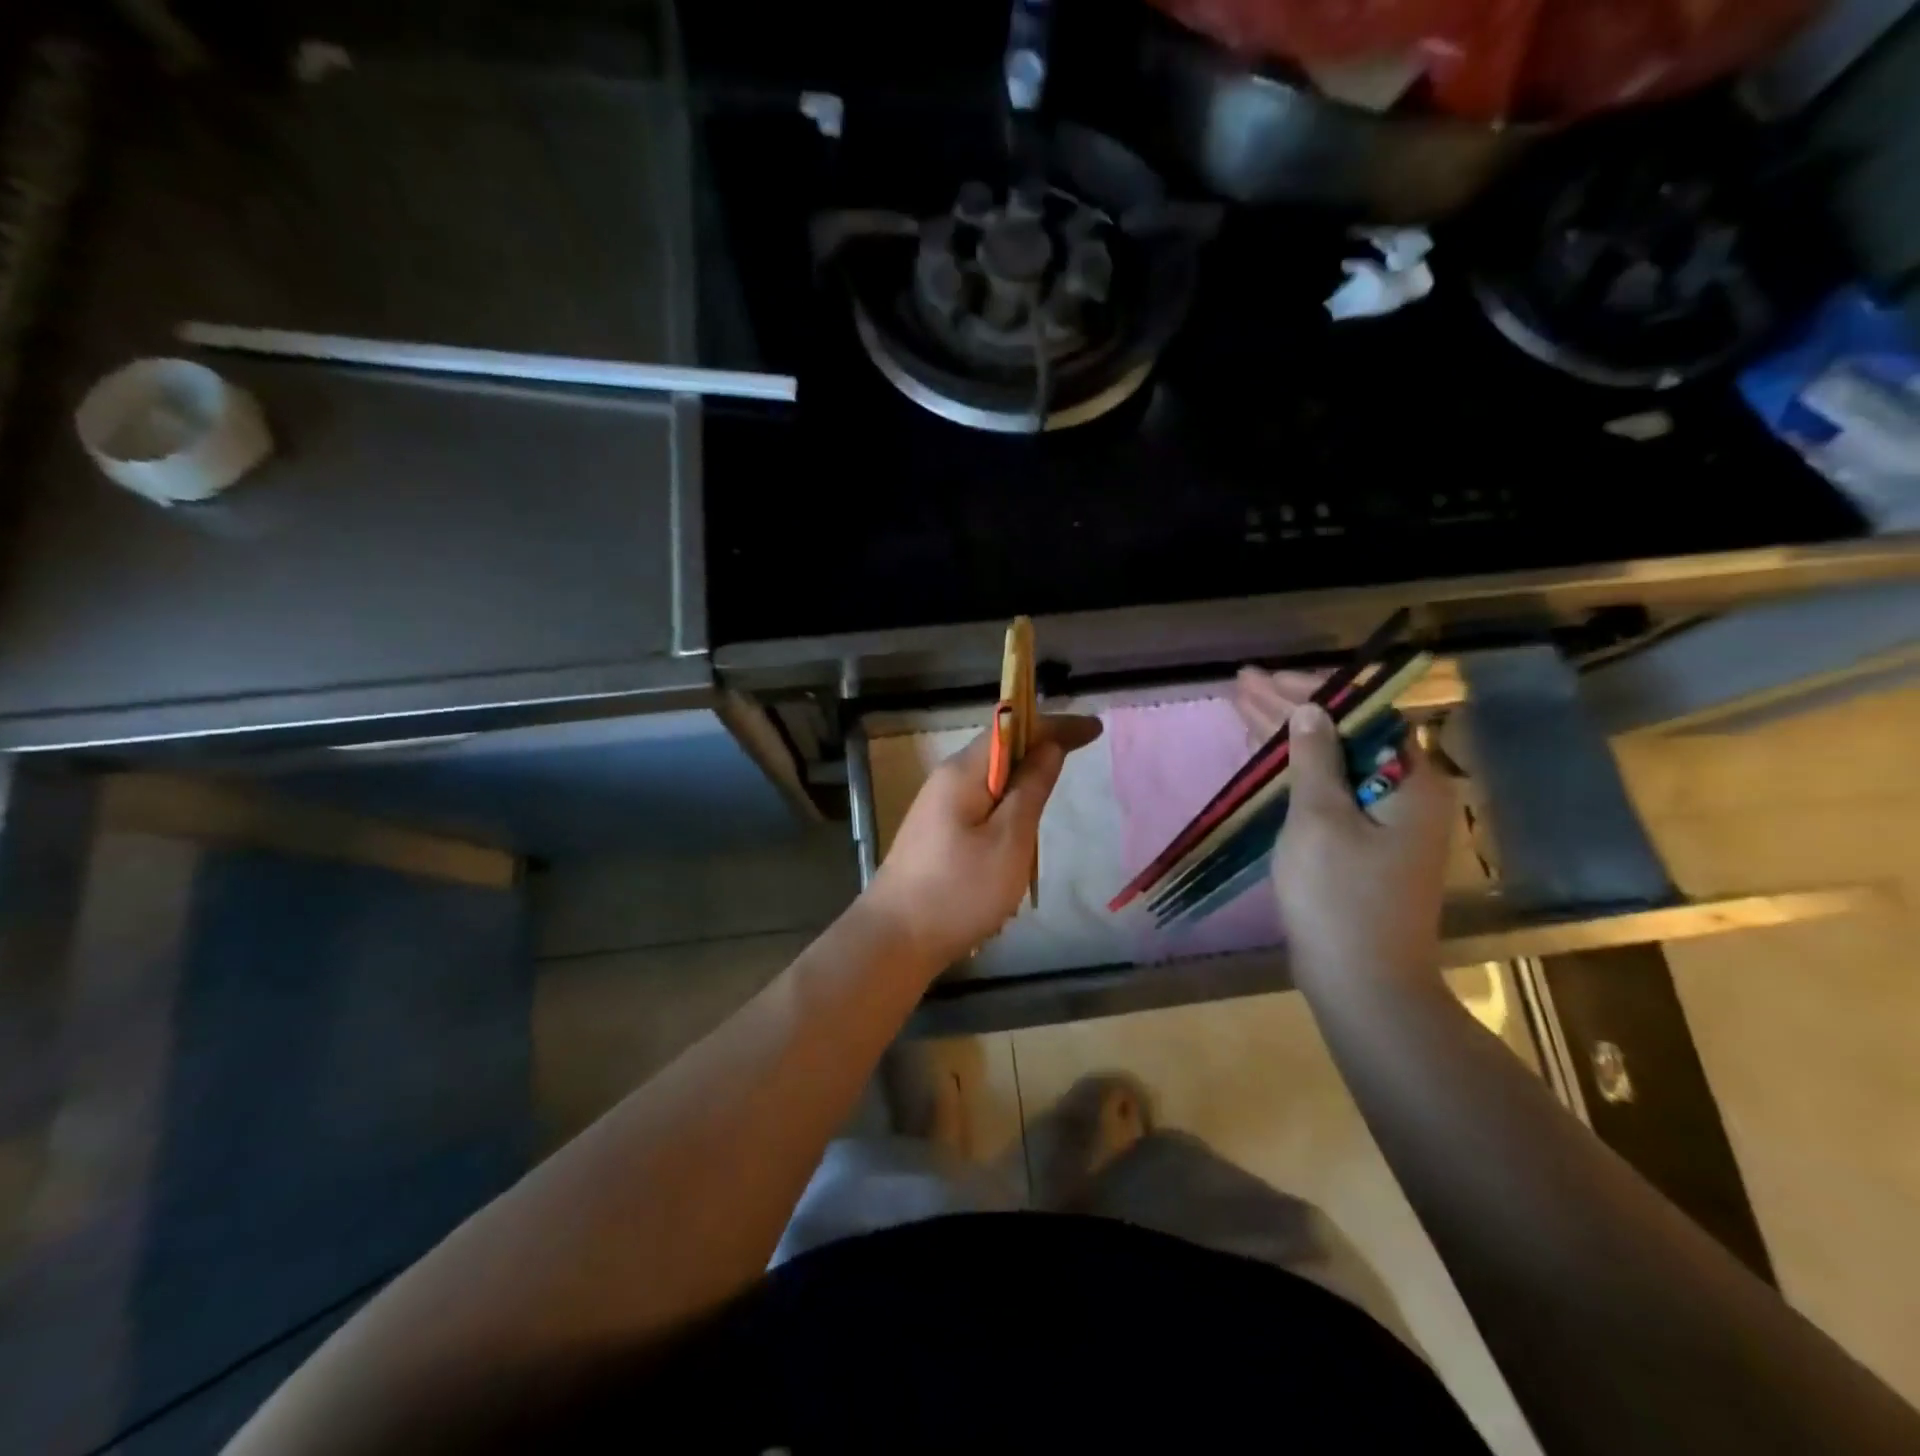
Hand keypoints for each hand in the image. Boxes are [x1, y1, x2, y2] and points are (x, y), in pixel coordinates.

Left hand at [863, 714, 1102, 973]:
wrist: (895, 940)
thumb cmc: (959, 891)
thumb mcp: (1009, 840)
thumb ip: (1031, 788)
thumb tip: (1050, 746)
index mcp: (963, 772)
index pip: (1013, 728)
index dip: (1056, 726)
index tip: (1095, 729)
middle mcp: (947, 780)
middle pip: (1000, 749)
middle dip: (1041, 744)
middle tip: (1081, 751)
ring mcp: (938, 807)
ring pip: (991, 778)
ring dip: (1024, 775)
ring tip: (1056, 783)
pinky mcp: (937, 833)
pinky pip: (980, 802)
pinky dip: (1007, 802)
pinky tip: (1020, 824)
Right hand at [1232, 671, 1453, 987]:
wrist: (1362, 984)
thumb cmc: (1340, 898)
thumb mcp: (1320, 820)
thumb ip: (1315, 759)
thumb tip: (1312, 710)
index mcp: (1411, 782)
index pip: (1363, 714)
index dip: (1313, 691)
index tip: (1267, 679)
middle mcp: (1405, 794)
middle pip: (1345, 735)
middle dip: (1292, 709)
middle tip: (1244, 684)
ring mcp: (1385, 823)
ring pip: (1333, 763)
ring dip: (1290, 737)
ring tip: (1244, 706)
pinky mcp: (1363, 846)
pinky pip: (1330, 791)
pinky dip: (1297, 771)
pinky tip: (1268, 755)